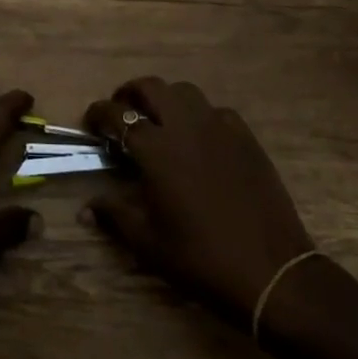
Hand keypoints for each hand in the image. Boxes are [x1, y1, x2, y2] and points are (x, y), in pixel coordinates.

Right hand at [84, 77, 316, 328]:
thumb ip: (115, 216)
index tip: (90, 123)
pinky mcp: (245, 136)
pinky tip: (198, 138)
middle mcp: (185, 126)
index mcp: (156, 149)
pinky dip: (199, 115)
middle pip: (151, 87)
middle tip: (122, 113)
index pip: (117, 115)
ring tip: (158, 120)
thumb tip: (86, 207)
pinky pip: (215, 110)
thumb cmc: (202, 259)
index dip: (98, 113)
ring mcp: (219, 127)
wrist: (272, 271)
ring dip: (165, 99)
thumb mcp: (150, 244)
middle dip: (130, 94)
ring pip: (184, 92)